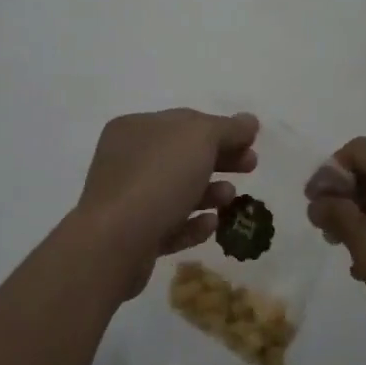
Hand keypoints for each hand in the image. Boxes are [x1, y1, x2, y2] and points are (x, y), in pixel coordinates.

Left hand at [74, 108, 259, 299]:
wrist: (115, 243)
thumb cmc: (157, 178)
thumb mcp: (200, 139)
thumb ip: (227, 128)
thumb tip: (249, 121)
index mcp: (136, 128)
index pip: (185, 122)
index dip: (221, 129)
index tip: (251, 142)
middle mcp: (127, 159)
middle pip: (184, 156)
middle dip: (221, 160)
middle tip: (251, 167)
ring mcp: (127, 199)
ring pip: (177, 191)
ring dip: (209, 192)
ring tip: (230, 198)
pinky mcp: (133, 236)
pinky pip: (169, 224)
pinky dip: (192, 223)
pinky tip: (211, 225)